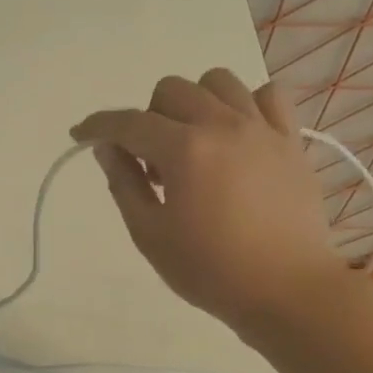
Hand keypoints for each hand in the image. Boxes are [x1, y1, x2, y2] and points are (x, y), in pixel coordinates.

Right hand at [71, 70, 347, 336]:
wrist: (286, 291)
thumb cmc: (210, 270)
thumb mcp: (150, 235)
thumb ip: (124, 184)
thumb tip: (108, 148)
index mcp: (184, 149)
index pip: (129, 122)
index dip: (97, 125)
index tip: (80, 135)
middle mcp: (223, 125)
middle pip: (172, 90)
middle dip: (148, 118)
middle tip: (151, 163)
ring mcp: (262, 129)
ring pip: (219, 82)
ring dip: (194, 104)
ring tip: (194, 143)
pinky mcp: (291, 141)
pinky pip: (268, 96)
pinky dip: (246, 105)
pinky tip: (238, 135)